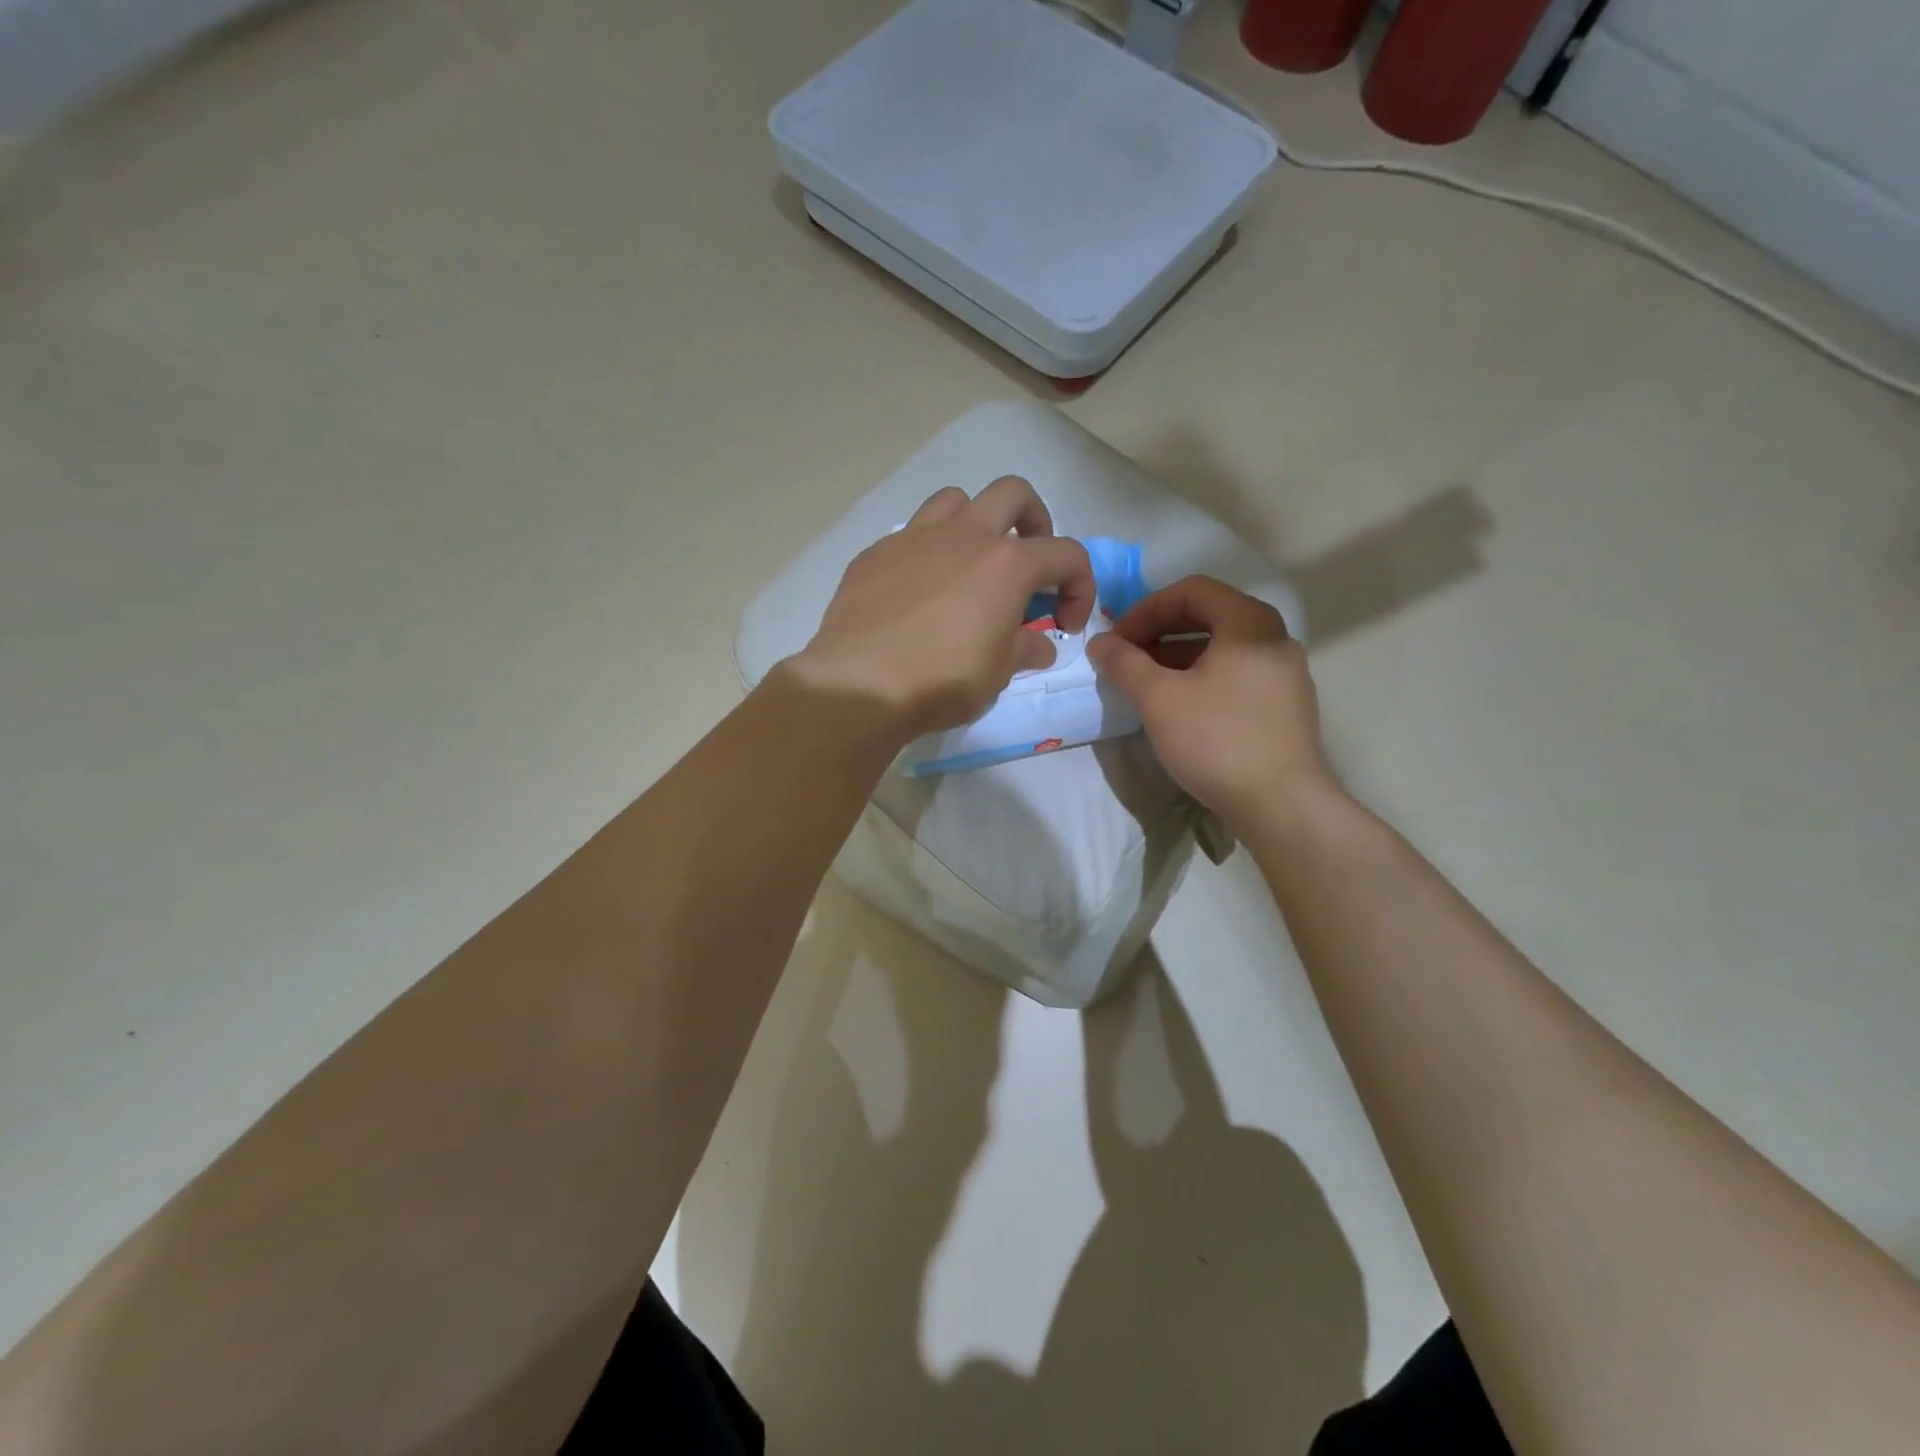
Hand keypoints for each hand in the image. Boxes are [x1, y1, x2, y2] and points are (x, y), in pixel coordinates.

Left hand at [789, 478, 1095, 741]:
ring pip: (956, 500)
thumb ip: (1024, 650)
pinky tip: (919, 592)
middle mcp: (964, 536)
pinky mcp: (875, 553)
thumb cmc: (940, 682)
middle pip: (1014, 494)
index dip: (1080, 586)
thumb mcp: (996, 675)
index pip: (1067, 554)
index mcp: (1006, 564)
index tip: (1066, 624)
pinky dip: (928, 553)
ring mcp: (915, 538)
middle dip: (1034, 521)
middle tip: (1029, 563)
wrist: (858, 685)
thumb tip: (1038, 644)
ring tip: (970, 566)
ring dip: (975, 524)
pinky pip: (911, 535)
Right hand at [1087, 575, 1330, 825]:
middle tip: (1127, 657)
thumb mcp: (1159, 699)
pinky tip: (1179, 706)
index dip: (1146, 609)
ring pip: (1223, 648)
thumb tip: (1100, 642)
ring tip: (1145, 683)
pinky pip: (1237, 673)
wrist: (1281, 804)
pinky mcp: (1285, 705)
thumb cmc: (1217, 740)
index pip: (1192, 590)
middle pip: (1209, 615)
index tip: (1117, 639)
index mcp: (1249, 623)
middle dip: (1160, 631)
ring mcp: (1285, 673)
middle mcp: (1274, 638)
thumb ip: (1124, 663)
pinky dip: (1202, 677)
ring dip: (1178, 656)